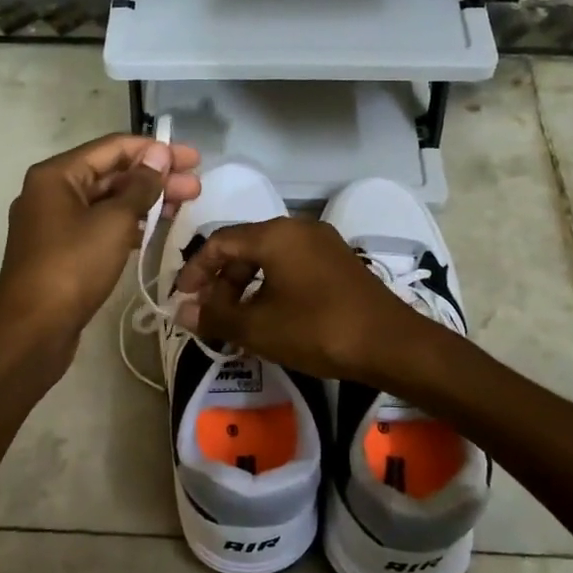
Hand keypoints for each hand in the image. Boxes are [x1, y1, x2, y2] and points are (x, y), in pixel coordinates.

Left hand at [0, 133, 200, 357]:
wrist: (33, 329)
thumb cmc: (73, 266)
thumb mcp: (113, 221)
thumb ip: (140, 186)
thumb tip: (158, 154)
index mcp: (57, 174)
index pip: (113, 147)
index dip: (155, 150)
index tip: (192, 158)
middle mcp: (51, 192)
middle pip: (111, 174)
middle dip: (155, 177)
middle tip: (196, 186)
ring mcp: (54, 223)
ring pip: (107, 201)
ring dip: (145, 201)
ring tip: (185, 205)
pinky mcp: (61, 251)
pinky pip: (99, 225)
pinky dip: (128, 223)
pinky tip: (156, 229)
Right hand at [171, 216, 427, 383]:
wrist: (390, 344)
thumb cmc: (317, 329)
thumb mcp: (258, 327)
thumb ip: (215, 317)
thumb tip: (182, 313)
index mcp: (276, 235)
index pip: (220, 241)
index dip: (196, 269)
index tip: (181, 297)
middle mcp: (298, 229)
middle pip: (245, 247)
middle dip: (221, 281)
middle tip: (209, 314)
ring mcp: (323, 244)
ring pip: (270, 258)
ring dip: (245, 287)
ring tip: (235, 321)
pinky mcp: (339, 263)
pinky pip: (292, 267)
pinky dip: (271, 287)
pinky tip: (269, 318)